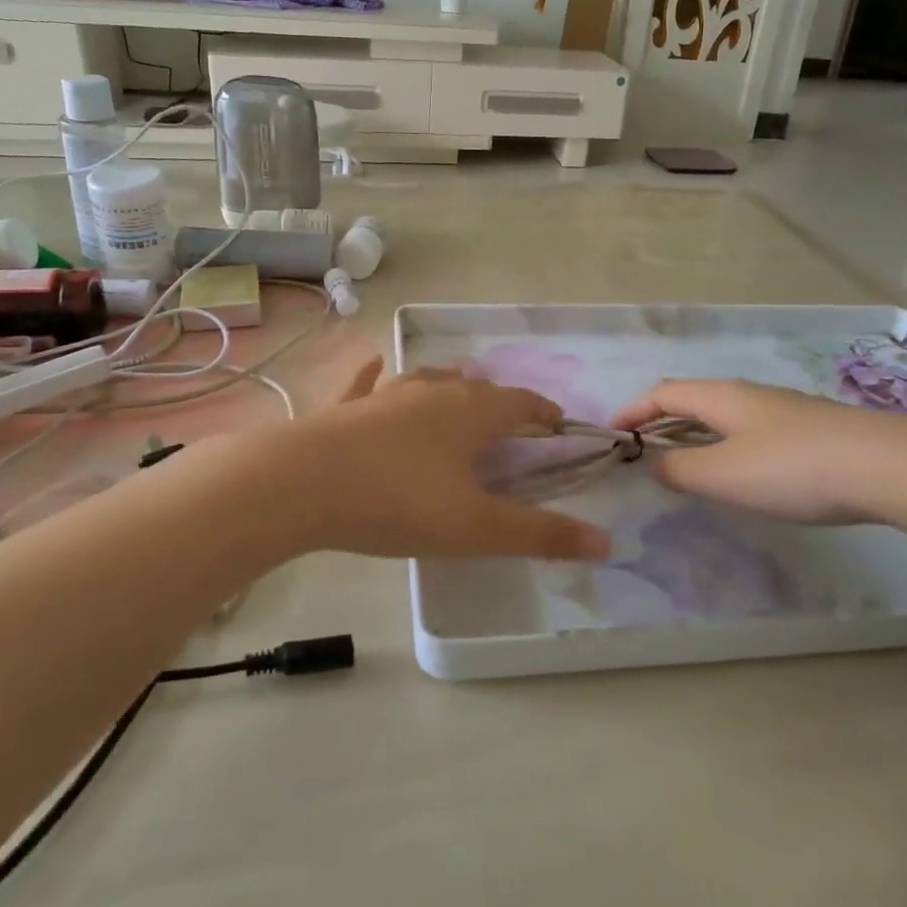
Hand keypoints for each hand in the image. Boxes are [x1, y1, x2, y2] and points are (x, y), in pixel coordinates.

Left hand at [269, 360, 610, 562]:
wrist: (299, 484)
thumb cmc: (398, 501)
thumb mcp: (475, 528)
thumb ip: (540, 536)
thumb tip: (607, 542)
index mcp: (470, 413)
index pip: (521, 403)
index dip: (543, 412)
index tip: (558, 424)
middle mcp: (431, 392)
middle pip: (476, 388)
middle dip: (498, 402)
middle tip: (509, 422)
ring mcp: (384, 395)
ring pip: (426, 379)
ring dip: (448, 385)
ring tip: (458, 389)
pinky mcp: (344, 408)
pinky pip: (366, 383)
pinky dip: (376, 376)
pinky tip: (374, 365)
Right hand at [611, 380, 906, 575]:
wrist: (892, 466)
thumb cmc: (794, 469)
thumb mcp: (725, 475)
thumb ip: (681, 469)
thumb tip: (656, 463)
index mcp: (721, 397)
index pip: (663, 393)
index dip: (633, 410)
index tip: (611, 433)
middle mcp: (749, 394)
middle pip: (693, 399)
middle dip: (661, 421)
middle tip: (642, 450)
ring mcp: (784, 410)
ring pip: (724, 414)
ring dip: (695, 433)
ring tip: (684, 462)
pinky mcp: (811, 430)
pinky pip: (750, 430)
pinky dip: (726, 444)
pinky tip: (740, 470)